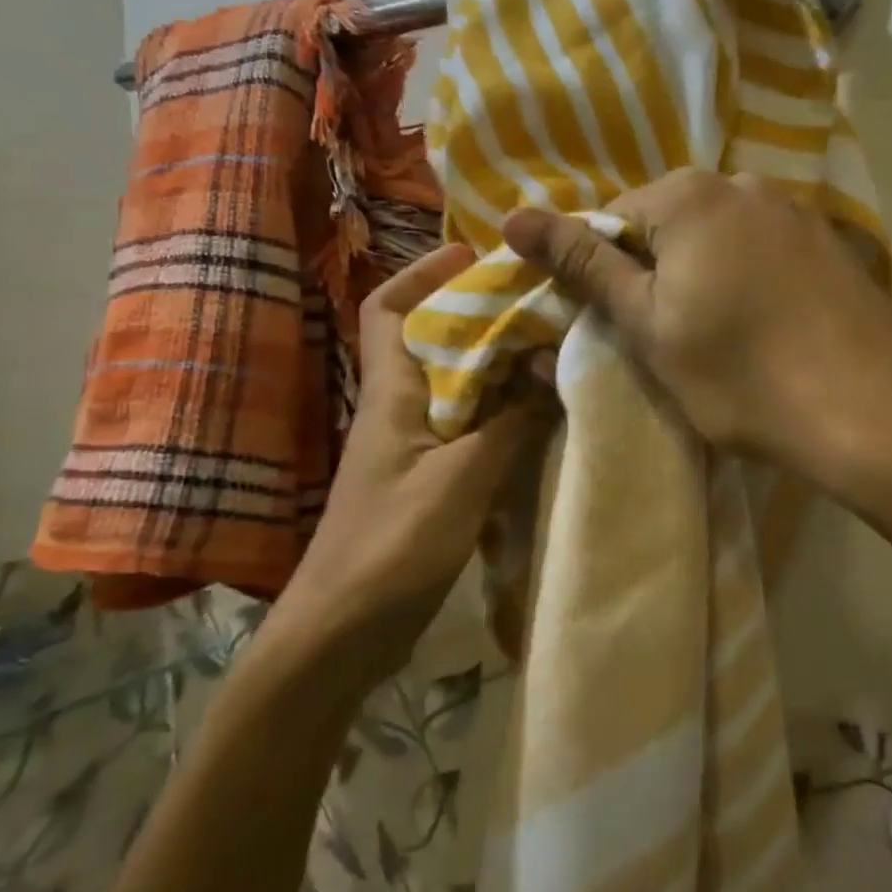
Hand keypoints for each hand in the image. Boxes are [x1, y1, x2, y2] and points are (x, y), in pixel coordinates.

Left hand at [263, 245, 553, 685]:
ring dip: (499, 365)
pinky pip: (471, 428)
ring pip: (459, 386)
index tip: (473, 254)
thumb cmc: (391, 548)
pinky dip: (504, 414)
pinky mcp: (431, 482)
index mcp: (391, 395)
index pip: (389, 310)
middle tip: (539, 301)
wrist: (340, 637)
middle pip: (434, 341)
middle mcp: (400, 410)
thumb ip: (509, 423)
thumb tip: (549, 369)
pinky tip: (541, 416)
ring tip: (551, 349)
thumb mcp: (460, 480)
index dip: (423, 274)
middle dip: (481, 315)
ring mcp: (414, 448)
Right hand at [503, 169, 891, 494]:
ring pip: (722, 239)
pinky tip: (771, 329)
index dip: (606, 272)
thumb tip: (513, 218)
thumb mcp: (649, 325)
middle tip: (669, 338)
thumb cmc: (741, 375)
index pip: (615, 217)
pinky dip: (753, 282)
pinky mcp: (833, 246)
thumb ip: (585, 265)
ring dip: (706, 277)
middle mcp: (747, 185)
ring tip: (723, 339)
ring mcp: (799, 213)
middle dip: (658, 272)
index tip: (621, 324)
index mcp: (692, 195)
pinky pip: (768, 253)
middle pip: (672, 223)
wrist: (870, 412)